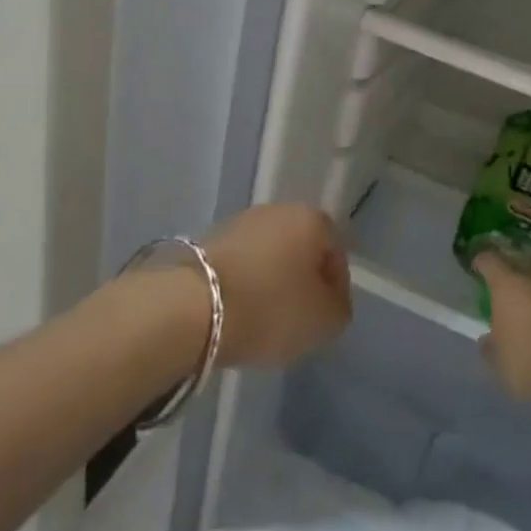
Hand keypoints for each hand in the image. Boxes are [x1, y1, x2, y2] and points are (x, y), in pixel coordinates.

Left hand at [203, 204, 351, 366]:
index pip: (337, 253)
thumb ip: (339, 309)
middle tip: (298, 318)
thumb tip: (332, 303)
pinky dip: (244, 286)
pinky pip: (240, 265)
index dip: (336, 289)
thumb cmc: (270, 306)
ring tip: (264, 319)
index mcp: (313, 219)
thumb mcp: (323, 320)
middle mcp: (279, 210)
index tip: (326, 318)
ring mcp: (240, 222)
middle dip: (302, 281)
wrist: (191, 306)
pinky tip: (238, 313)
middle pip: (301, 250)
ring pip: (269, 256)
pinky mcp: (208, 241)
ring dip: (271, 283)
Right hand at [474, 251, 530, 409]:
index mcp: (508, 285)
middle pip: (523, 265)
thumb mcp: (498, 360)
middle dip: (515, 275)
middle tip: (509, 292)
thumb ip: (490, 345)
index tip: (478, 267)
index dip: (482, 262)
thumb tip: (488, 339)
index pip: (490, 261)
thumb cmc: (527, 362)